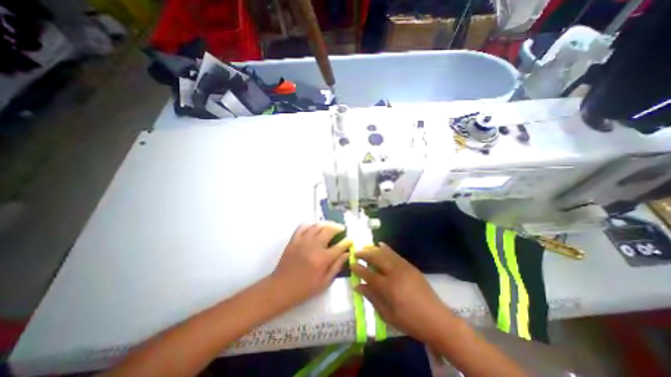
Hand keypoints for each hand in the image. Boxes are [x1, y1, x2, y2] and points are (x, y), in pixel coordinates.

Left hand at [270, 222, 350, 307]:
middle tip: (342, 229)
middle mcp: (314, 246)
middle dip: (338, 228)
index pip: (339, 246)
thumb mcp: (324, 282)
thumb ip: (337, 266)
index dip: (347, 242)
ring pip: (317, 225)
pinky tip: (314, 228)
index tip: (350, 240)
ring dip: (326, 224)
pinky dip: (311, 224)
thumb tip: (347, 254)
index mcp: (323, 259)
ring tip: (331, 226)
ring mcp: (303, 241)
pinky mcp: (294, 239)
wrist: (281, 288)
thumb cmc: (304, 288)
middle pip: (329, 230)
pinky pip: (303, 226)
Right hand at [351, 242, 456, 342]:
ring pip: (385, 252)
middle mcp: (394, 272)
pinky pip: (395, 253)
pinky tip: (381, 245)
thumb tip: (357, 286)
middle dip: (364, 253)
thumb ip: (371, 297)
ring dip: (373, 248)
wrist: (437, 319)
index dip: (358, 268)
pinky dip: (386, 248)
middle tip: (356, 252)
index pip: (368, 273)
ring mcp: (403, 267)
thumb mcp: (387, 314)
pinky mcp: (410, 266)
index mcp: (387, 286)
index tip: (351, 264)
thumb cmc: (410, 321)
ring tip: (365, 247)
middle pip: (376, 257)